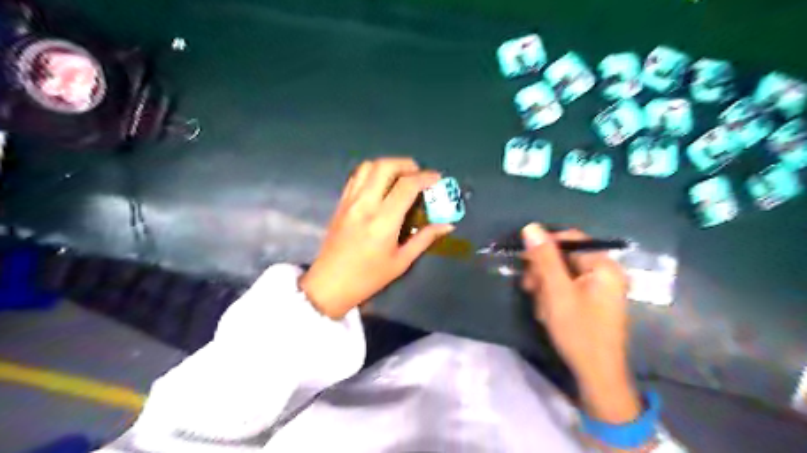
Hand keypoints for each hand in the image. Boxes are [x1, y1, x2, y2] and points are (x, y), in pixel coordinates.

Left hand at [300, 158, 452, 320]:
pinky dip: (372, 172)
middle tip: (419, 174)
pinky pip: (356, 177)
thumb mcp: (401, 261)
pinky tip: (381, 184)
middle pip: (385, 166)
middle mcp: (365, 204)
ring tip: (401, 176)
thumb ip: (424, 239)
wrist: (330, 284)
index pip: (406, 186)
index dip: (425, 177)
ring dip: (388, 165)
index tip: (437, 178)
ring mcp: (350, 201)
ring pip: (368, 166)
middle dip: (406, 164)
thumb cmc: (368, 277)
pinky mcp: (340, 203)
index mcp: (383, 221)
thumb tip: (447, 225)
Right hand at [517, 224, 644, 421]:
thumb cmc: (578, 331)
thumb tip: (531, 227)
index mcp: (603, 265)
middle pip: (563, 257)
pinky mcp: (592, 301)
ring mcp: (599, 288)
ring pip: (561, 274)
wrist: (596, 374)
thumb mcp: (556, 291)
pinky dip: (553, 297)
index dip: (544, 247)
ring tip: (541, 309)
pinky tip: (548, 313)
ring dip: (545, 288)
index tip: (524, 262)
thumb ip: (544, 258)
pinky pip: (566, 288)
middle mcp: (604, 272)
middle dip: (543, 273)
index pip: (569, 239)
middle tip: (530, 289)